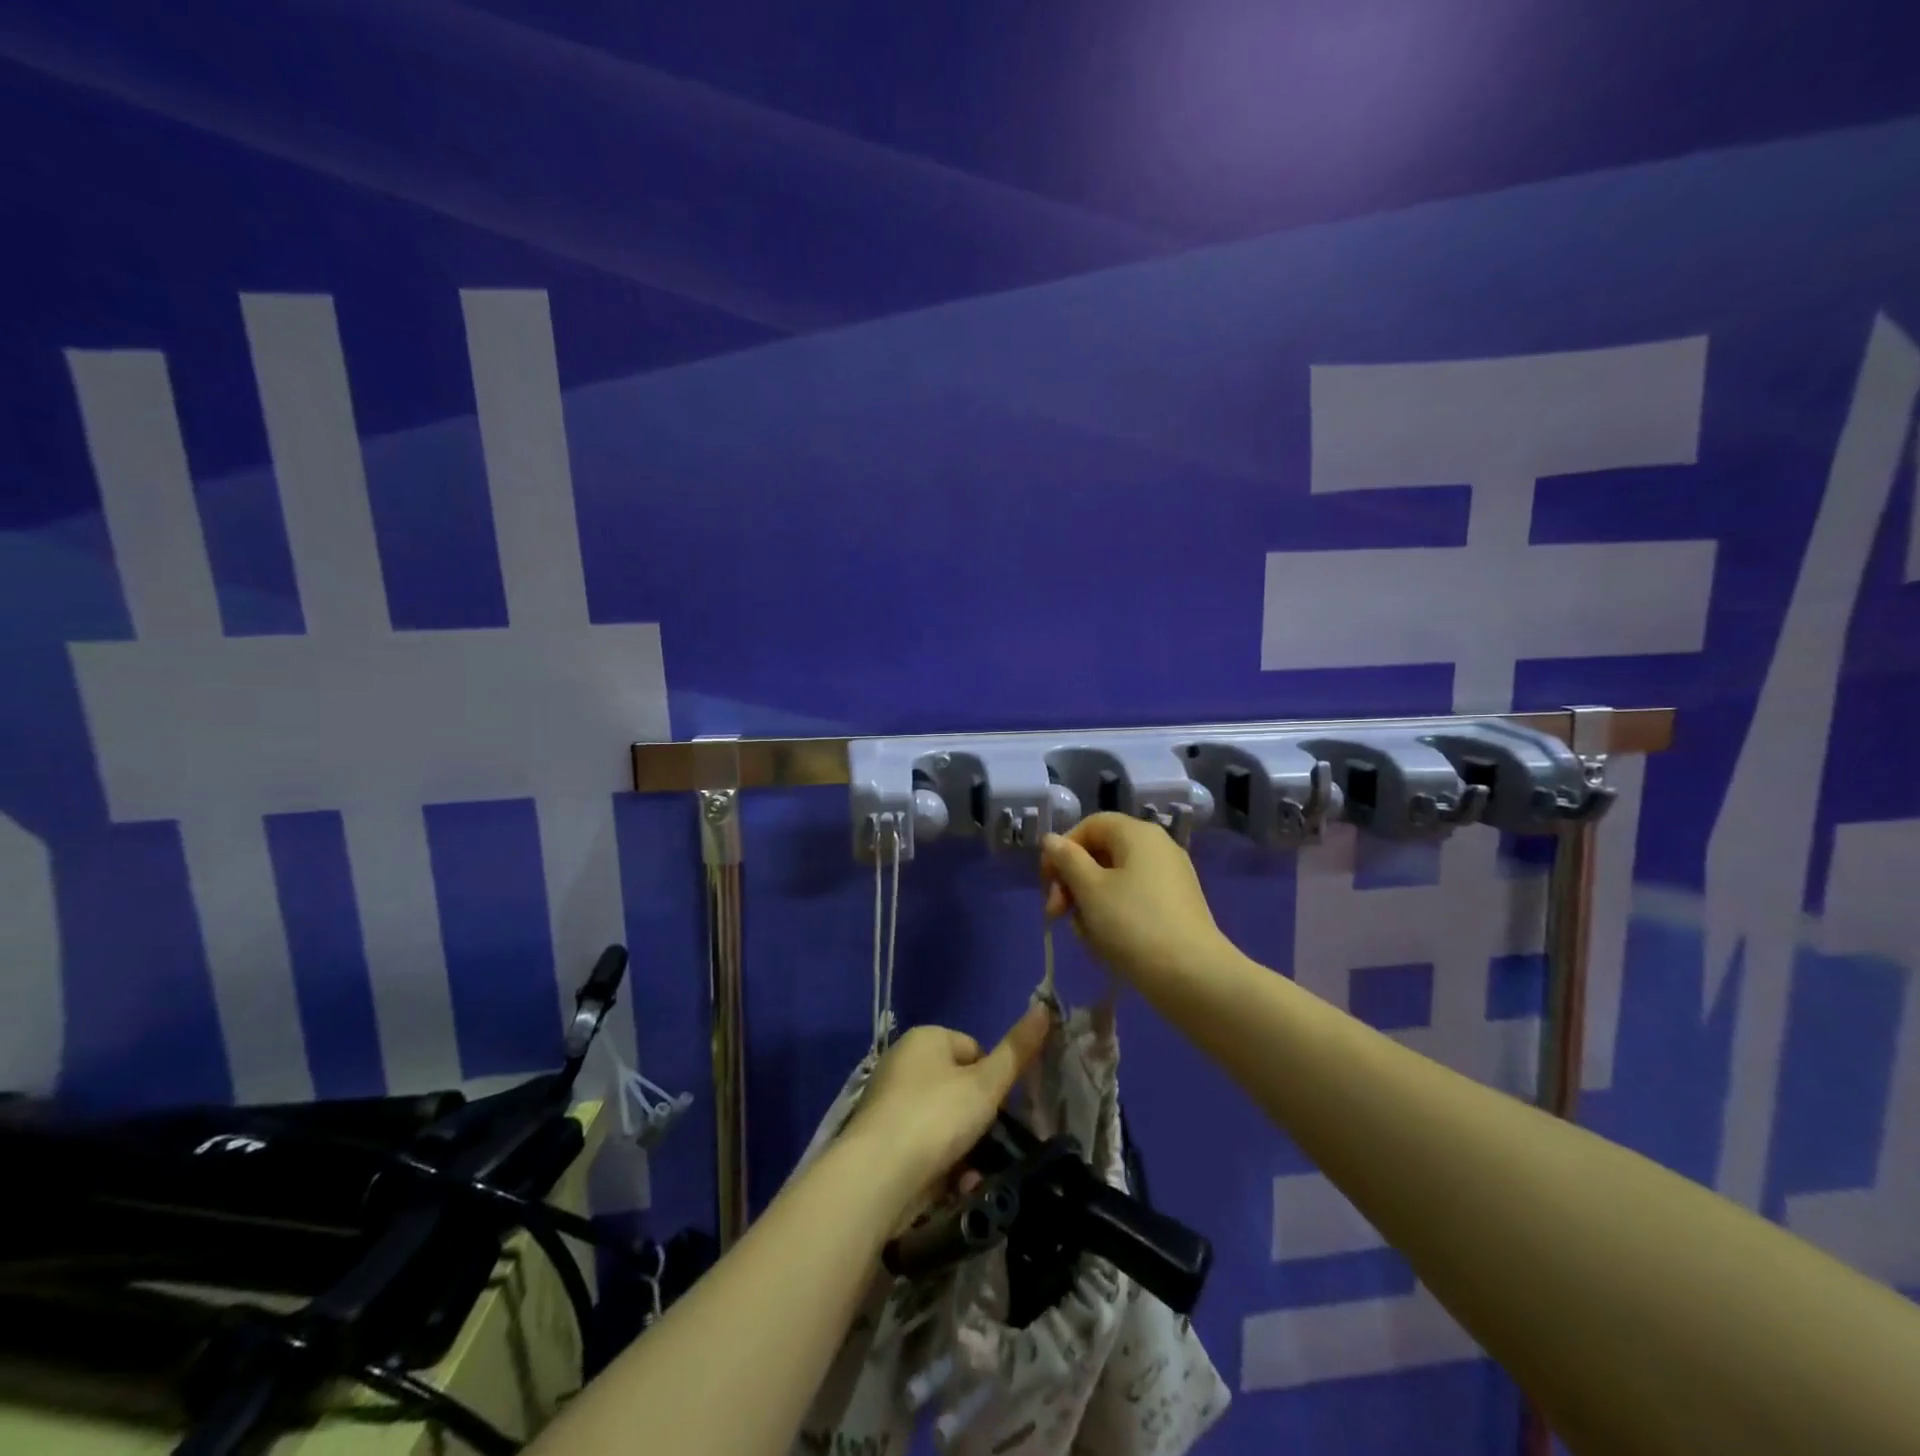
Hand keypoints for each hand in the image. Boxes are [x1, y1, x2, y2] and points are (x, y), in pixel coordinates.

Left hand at [846, 1005, 1051, 1216]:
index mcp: (925, 1039)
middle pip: (959, 1088)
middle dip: (979, 1121)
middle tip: (989, 1145)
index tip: (998, 1109)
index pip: (974, 1050)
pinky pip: (925, 1147)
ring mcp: (891, 1103)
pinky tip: (953, 1188)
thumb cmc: (936, 1117)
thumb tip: (1044, 1008)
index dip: (992, 1080)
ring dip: (965, 1150)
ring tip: (973, 1175)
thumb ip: (1016, 1051)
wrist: (877, 1177)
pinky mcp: (884, 1142)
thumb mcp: (985, 1084)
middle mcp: (904, 1063)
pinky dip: (942, 1165)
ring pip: (945, 1123)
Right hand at [1040, 812, 1234, 988]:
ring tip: (1085, 937)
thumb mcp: (1090, 889)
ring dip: (1090, 906)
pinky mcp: (1175, 908)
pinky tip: (1106, 946)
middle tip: (1057, 915)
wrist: (1193, 977)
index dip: (1062, 850)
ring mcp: (1169, 879)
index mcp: (1138, 834)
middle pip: (1100, 854)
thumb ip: (1066, 860)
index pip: (1089, 826)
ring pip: (1113, 882)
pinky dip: (1114, 917)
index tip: (1048, 884)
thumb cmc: (1133, 924)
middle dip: (1073, 883)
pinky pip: (1133, 902)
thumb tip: (1052, 840)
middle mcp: (1157, 848)